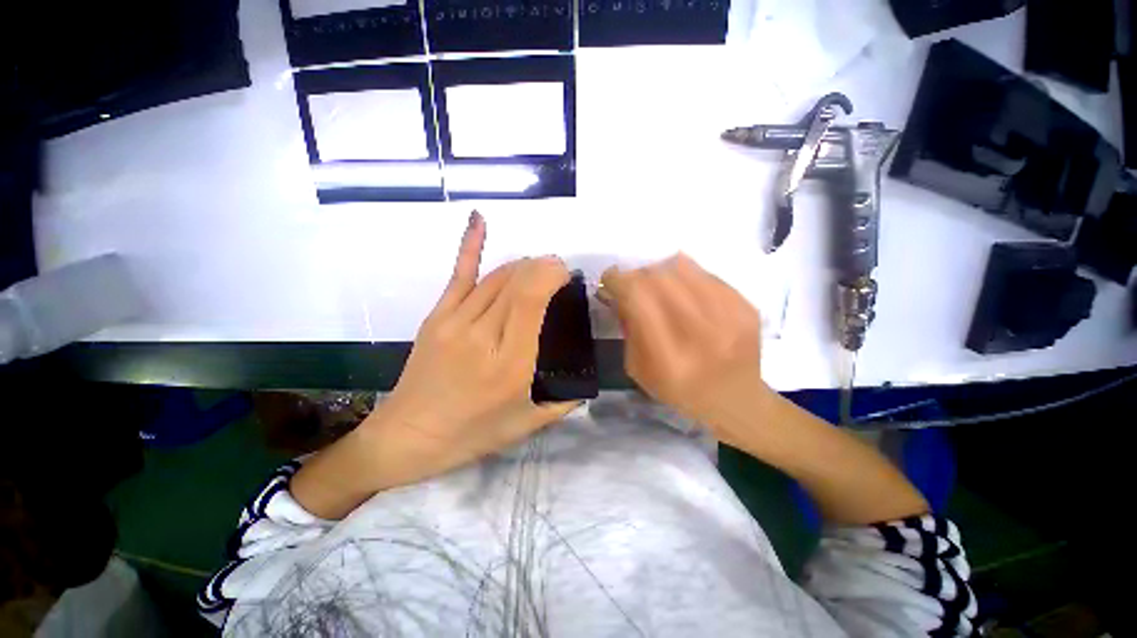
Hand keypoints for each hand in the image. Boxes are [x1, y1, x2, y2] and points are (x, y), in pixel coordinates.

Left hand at [365, 211, 577, 482]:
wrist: (407, 437)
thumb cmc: (471, 434)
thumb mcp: (527, 425)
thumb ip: (564, 402)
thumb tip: (587, 382)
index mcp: (511, 361)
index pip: (532, 297)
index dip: (552, 274)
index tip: (568, 276)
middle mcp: (484, 334)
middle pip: (517, 280)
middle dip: (543, 266)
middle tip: (558, 273)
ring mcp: (455, 320)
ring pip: (496, 275)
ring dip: (523, 264)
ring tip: (538, 268)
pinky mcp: (437, 316)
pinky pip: (459, 274)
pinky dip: (471, 244)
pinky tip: (480, 219)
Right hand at [600, 254, 770, 445]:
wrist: (736, 400)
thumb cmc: (679, 390)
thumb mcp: (639, 370)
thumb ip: (628, 328)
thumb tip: (619, 290)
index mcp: (670, 360)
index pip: (639, 300)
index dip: (620, 281)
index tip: (610, 278)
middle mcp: (703, 335)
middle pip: (660, 279)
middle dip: (637, 275)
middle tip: (632, 284)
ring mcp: (731, 319)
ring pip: (682, 268)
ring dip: (659, 271)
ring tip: (656, 285)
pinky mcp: (747, 307)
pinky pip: (705, 273)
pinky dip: (685, 276)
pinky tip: (683, 292)